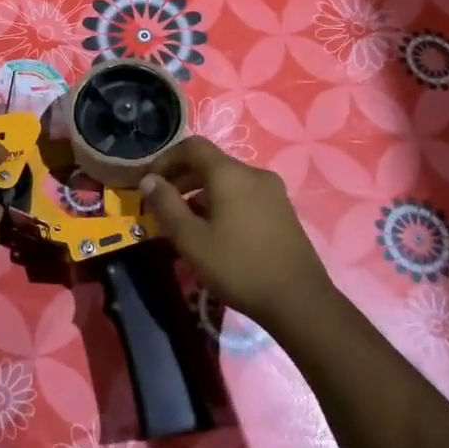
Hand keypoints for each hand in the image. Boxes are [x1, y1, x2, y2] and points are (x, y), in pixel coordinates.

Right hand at [141, 136, 333, 334]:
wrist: (299, 301)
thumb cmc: (238, 266)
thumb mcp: (191, 239)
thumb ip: (166, 205)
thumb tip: (149, 180)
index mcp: (230, 173)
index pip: (192, 147)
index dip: (166, 159)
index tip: (149, 183)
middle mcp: (254, 174)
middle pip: (211, 163)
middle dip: (182, 179)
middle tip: (161, 205)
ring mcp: (273, 193)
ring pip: (228, 182)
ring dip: (201, 194)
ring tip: (185, 224)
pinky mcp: (283, 212)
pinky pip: (244, 196)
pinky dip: (223, 204)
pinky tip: (215, 233)